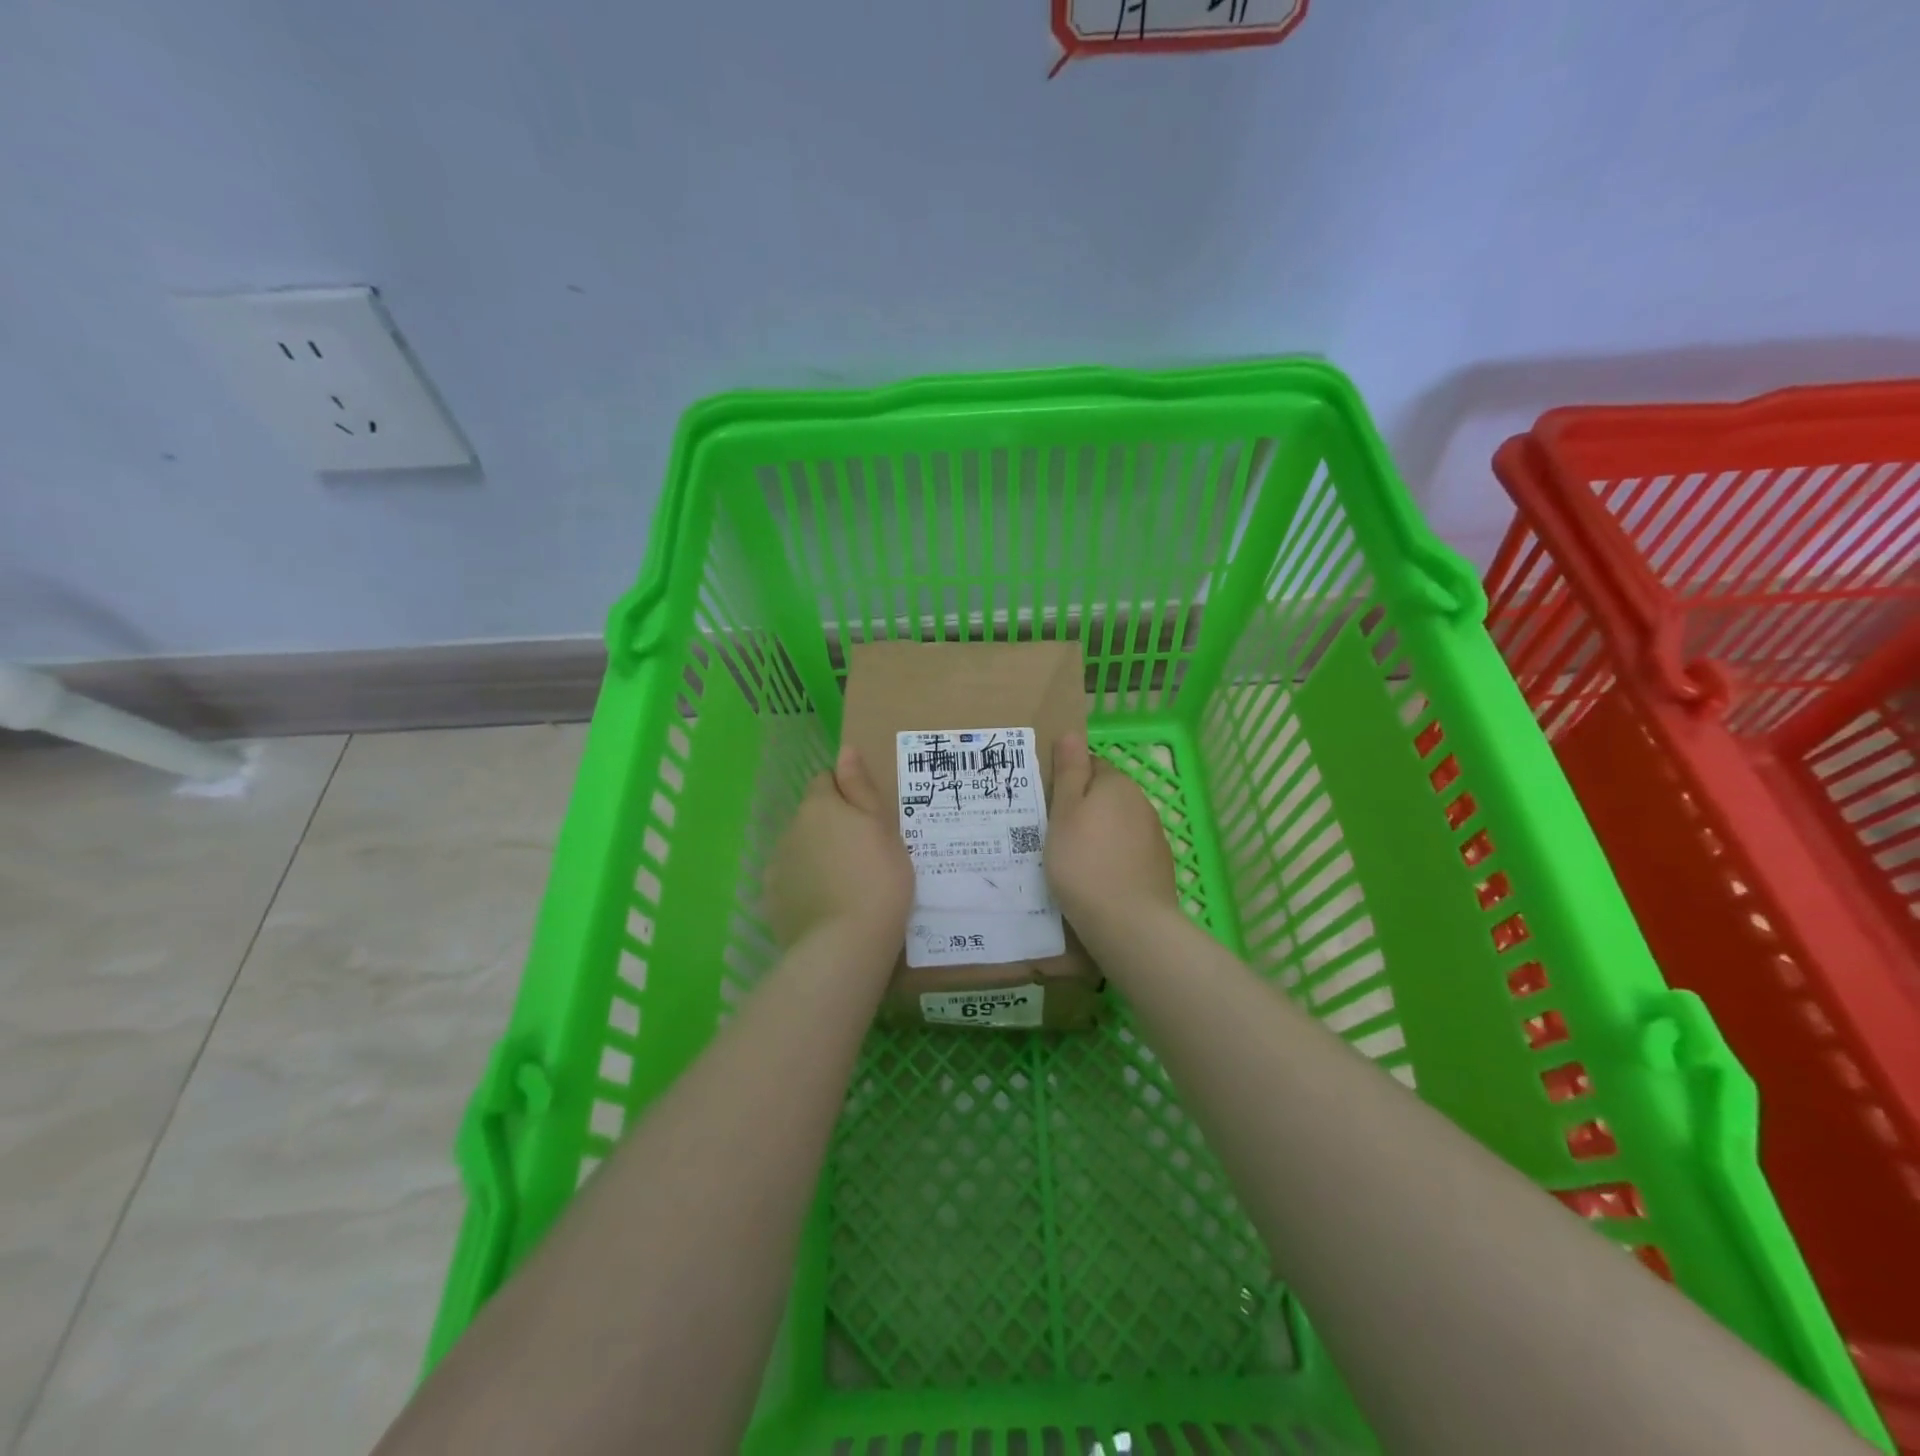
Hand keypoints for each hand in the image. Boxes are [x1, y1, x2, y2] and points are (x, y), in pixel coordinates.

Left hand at [765, 746, 913, 951]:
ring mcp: (777, 866)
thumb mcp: (882, 828)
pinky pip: (790, 882)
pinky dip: (805, 886)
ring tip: (846, 886)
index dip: (847, 794)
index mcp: (820, 806)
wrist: (845, 945)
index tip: (868, 818)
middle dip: (831, 826)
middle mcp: (791, 829)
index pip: (826, 780)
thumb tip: (845, 750)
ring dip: (817, 856)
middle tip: (864, 854)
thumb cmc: (878, 879)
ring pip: (800, 849)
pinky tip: (826, 907)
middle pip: (811, 816)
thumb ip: (860, 788)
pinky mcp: (772, 900)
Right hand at [1046, 733, 1178, 936]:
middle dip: (1084, 809)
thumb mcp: (1064, 813)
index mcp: (1116, 784)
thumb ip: (1070, 772)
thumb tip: (1071, 733)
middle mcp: (1141, 803)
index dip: (1068, 782)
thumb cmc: (1084, 862)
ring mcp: (1154, 836)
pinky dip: (1113, 858)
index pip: (1090, 766)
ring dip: (1099, 834)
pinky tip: (1097, 880)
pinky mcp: (1159, 866)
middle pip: (1106, 795)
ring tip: (1073, 860)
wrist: (1129, 923)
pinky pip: (1128, 851)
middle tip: (1054, 834)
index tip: (1049, 806)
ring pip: (1118, 824)